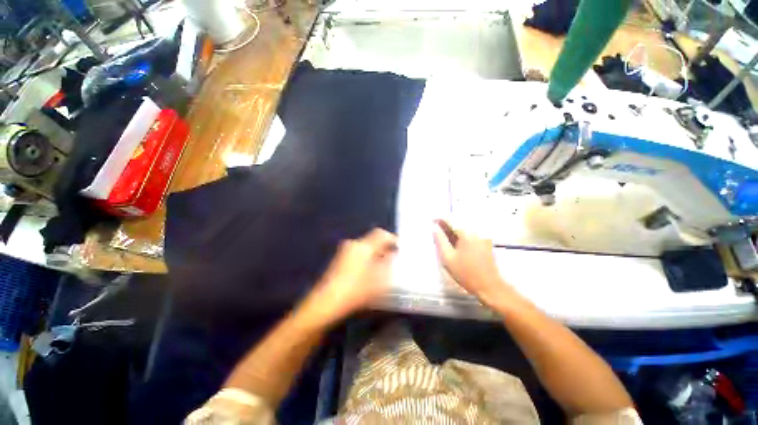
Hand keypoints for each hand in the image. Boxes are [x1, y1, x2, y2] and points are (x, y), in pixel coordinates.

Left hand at [301, 228, 397, 326]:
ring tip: (382, 266)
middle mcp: (353, 244)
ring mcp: (344, 251)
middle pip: (372, 240)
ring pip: (364, 248)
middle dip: (383, 248)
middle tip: (392, 258)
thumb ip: (388, 263)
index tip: (399, 248)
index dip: (391, 239)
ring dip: (374, 254)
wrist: (326, 303)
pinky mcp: (338, 260)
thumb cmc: (356, 290)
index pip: (381, 234)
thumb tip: (391, 254)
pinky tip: (368, 271)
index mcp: (363, 246)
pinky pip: (357, 253)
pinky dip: (365, 258)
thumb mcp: (379, 279)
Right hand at [433, 220, 512, 307]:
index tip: (431, 220)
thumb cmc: (466, 273)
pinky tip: (455, 237)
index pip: (451, 219)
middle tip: (436, 226)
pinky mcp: (485, 239)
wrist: (489, 286)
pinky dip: (461, 231)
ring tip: (443, 231)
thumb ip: (440, 240)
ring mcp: (483, 234)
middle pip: (459, 219)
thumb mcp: (448, 257)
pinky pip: (471, 229)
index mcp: (467, 233)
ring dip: (454, 226)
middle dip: (447, 221)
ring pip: (465, 224)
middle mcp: (477, 230)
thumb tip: (434, 228)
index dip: (440, 218)